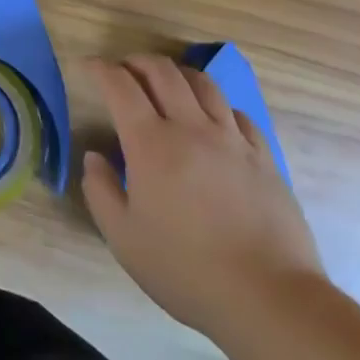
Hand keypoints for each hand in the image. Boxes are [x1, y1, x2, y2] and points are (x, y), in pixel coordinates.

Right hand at [81, 55, 324, 341]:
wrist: (270, 299)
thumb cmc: (186, 270)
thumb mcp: (124, 239)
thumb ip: (101, 191)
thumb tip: (95, 157)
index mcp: (151, 143)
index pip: (120, 85)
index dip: (101, 69)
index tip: (90, 66)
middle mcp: (191, 128)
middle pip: (162, 71)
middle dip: (137, 61)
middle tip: (124, 69)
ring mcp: (232, 140)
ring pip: (203, 83)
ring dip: (177, 74)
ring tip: (166, 85)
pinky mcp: (264, 157)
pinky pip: (237, 113)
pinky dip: (216, 105)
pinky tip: (212, 120)